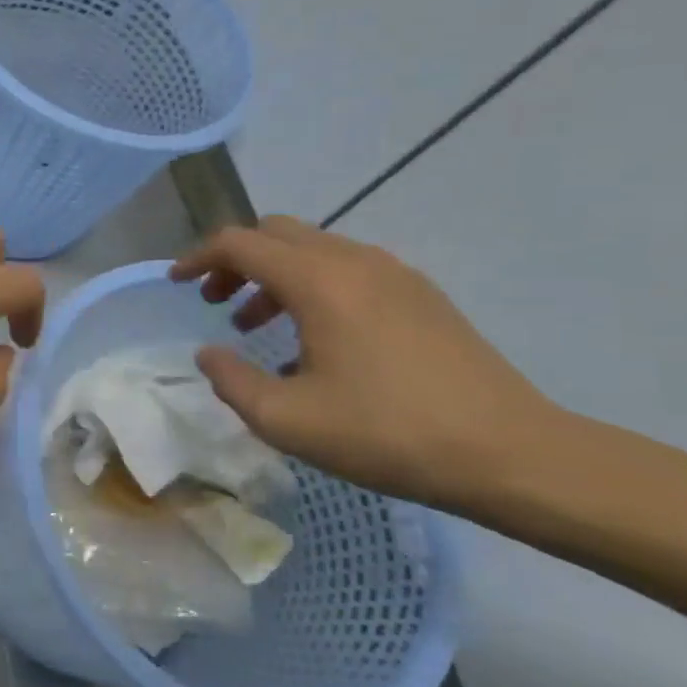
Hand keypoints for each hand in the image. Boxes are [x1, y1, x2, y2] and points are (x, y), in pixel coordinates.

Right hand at [170, 217, 557, 510]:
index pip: (240, 243)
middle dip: (236, 260)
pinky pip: (348, 270)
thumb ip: (231, 381)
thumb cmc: (387, 433)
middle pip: (276, 233)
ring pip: (314, 249)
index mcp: (319, 281)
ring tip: (256, 325)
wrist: (510, 453)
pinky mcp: (421, 295)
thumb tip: (209, 353)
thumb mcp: (286, 419)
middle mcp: (355, 261)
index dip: (199, 257)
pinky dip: (312, 287)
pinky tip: (313, 343)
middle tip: (215, 302)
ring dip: (274, 275)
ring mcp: (395, 274)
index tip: (176, 282)